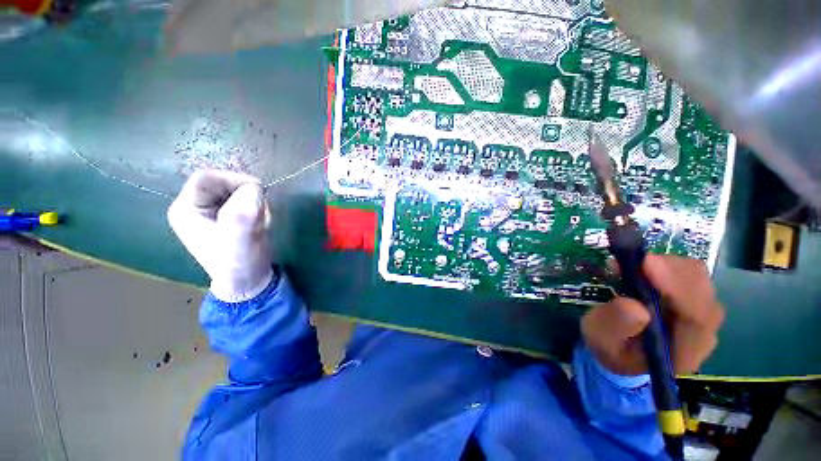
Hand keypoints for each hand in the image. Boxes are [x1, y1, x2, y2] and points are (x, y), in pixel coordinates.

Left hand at [168, 170, 273, 301]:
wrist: (249, 281)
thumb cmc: (240, 264)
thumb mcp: (239, 241)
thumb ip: (242, 214)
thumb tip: (254, 188)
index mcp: (186, 209)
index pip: (207, 178)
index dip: (234, 181)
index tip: (258, 196)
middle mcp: (196, 206)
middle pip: (223, 182)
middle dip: (247, 196)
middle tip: (259, 214)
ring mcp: (212, 211)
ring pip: (237, 190)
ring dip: (255, 203)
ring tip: (259, 223)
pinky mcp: (228, 215)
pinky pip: (246, 200)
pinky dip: (258, 208)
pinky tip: (259, 224)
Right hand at [581, 255, 724, 375]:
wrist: (622, 349)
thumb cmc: (611, 347)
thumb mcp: (600, 340)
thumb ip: (615, 326)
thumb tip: (635, 306)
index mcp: (684, 352)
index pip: (697, 318)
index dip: (678, 287)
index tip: (647, 263)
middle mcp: (702, 332)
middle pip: (701, 291)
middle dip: (669, 269)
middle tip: (630, 261)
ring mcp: (701, 313)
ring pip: (697, 278)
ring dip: (664, 265)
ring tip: (629, 265)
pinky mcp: (693, 298)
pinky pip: (688, 273)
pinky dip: (665, 264)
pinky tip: (640, 267)